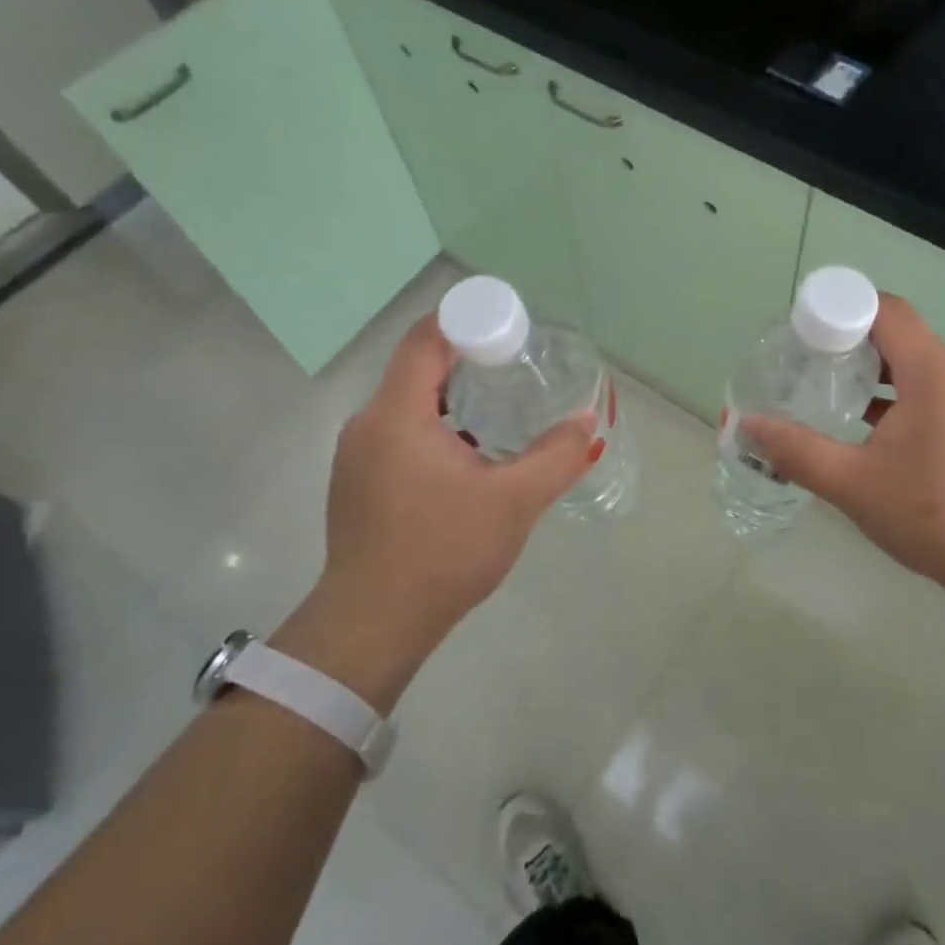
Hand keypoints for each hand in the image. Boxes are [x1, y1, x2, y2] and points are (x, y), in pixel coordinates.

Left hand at [271, 313, 597, 708]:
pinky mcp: (357, 483)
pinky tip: (466, 455)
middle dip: (465, 360)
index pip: (426, 340)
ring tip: (497, 409)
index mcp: (397, 415)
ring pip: (406, 405)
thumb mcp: (513, 502)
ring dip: (450, 397)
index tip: (507, 330)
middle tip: (515, 367)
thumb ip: (556, 457)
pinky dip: (432, 427)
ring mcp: (357, 456)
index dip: (465, 321)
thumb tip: (587, 423)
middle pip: (416, 369)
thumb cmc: (443, 552)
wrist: (374, 623)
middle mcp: (368, 424)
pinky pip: (397, 434)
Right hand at [742, 294, 944, 617]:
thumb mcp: (853, 484)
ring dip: (865, 367)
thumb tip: (746, 425)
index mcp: (932, 374)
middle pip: (895, 332)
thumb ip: (796, 451)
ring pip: (908, 362)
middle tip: (800, 359)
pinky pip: (920, 388)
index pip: (886, 310)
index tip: (800, 331)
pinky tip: (855, 420)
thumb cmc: (932, 515)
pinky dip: (886, 392)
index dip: (840, 309)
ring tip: (821, 385)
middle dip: (845, 338)